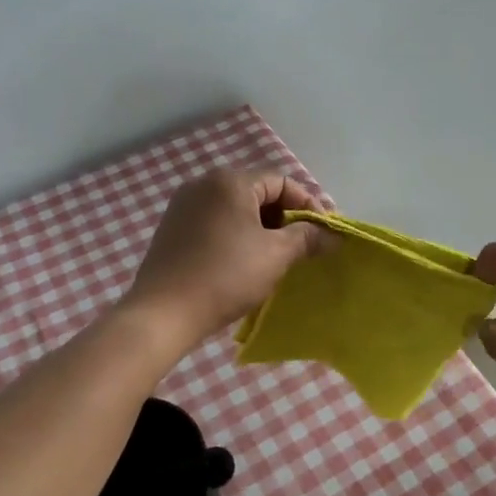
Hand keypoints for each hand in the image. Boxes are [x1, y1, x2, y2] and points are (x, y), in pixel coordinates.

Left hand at [124, 171, 328, 342]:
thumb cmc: (226, 276)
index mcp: (230, 181)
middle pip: (258, 192)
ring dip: (261, 227)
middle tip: (303, 245)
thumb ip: (307, 238)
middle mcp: (204, 183)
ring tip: (276, 256)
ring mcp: (184, 205)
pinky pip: (215, 222)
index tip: (324, 232)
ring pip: (236, 208)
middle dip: (285, 217)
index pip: (282, 182)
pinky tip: (244, 261)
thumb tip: (332, 235)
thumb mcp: (276, 255)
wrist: (163, 313)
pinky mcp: (172, 228)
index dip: (308, 205)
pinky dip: (236, 234)